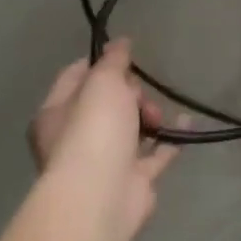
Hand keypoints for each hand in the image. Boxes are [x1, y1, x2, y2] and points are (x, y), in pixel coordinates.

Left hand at [0, 39, 179, 240]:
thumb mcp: (102, 83)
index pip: (75, 77)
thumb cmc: (93, 132)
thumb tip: (119, 43)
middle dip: (130, 92)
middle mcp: (75, 139)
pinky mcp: (132, 180)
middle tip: (138, 94)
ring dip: (149, 114)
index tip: (126, 54)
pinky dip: (170, 136)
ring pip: (131, 127)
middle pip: (107, 102)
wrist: (102, 197)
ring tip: (157, 116)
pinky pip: (155, 151)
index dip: (100, 62)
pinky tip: (185, 122)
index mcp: (55, 115)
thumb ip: (113, 61)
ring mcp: (104, 162)